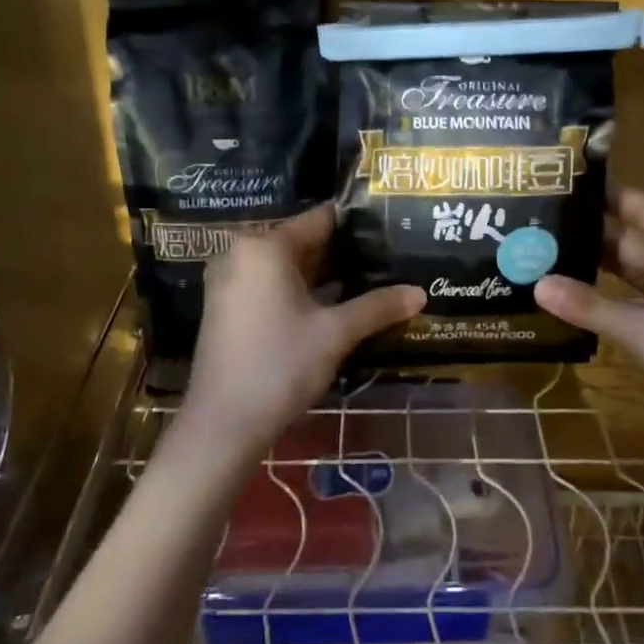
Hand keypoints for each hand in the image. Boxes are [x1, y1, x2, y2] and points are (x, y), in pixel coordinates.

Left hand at [182, 204, 424, 460]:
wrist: (223, 423)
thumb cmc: (279, 366)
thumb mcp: (335, 333)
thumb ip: (378, 307)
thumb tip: (421, 293)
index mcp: (264, 246)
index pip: (320, 219)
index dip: (358, 224)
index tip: (390, 228)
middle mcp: (241, 253)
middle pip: (303, 241)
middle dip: (344, 253)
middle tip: (389, 257)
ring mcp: (230, 280)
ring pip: (288, 267)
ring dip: (325, 275)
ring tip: (372, 279)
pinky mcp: (227, 307)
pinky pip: (271, 285)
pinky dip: (301, 291)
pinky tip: (336, 305)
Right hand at [535, 188, 643, 444]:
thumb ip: (592, 308)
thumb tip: (537, 283)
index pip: (643, 210)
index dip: (606, 196)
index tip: (561, 184)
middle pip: (633, 242)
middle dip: (590, 234)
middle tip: (539, 226)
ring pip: (632, 275)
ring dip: (596, 269)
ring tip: (546, 257)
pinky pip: (634, 305)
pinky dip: (606, 301)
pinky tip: (573, 299)